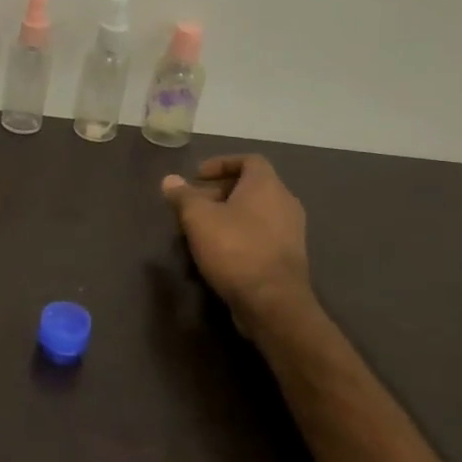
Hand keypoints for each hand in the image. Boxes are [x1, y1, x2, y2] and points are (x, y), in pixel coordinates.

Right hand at [162, 155, 314, 332]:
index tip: (197, 176)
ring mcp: (291, 231)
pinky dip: (240, 234)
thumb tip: (170, 180)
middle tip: (193, 204)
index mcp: (266, 185)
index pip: (248, 160)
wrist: (273, 301)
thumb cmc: (235, 249)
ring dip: (228, 215)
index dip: (221, 164)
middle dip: (219, 192)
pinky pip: (261, 234)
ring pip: (255, 212)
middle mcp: (285, 202)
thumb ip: (183, 196)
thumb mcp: (198, 219)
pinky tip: (219, 251)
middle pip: (250, 187)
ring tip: (201, 229)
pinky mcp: (288, 256)